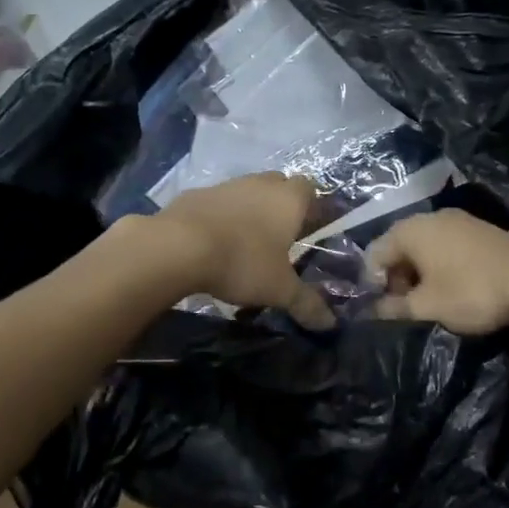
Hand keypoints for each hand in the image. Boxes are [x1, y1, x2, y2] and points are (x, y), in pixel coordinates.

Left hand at [151, 173, 335, 330]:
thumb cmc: (242, 262)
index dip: (312, 207)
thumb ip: (306, 304)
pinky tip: (213, 243)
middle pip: (278, 185)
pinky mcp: (195, 194)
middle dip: (281, 206)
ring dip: (249, 210)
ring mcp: (225, 186)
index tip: (310, 229)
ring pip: (246, 192)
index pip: (310, 188)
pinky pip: (216, 203)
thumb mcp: (279, 290)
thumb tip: (330, 324)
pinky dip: (220, 217)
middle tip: (280, 237)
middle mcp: (259, 183)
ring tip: (245, 243)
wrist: (178, 247)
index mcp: (288, 199)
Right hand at [365, 210, 508, 334]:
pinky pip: (447, 245)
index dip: (372, 283)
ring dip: (419, 273)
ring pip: (424, 246)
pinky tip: (452, 287)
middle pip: (399, 246)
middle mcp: (431, 217)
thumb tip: (370, 311)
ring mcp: (459, 220)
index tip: (380, 308)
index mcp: (410, 230)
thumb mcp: (426, 306)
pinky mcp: (480, 230)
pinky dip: (441, 265)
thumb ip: (393, 307)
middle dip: (396, 277)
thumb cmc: (470, 291)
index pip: (375, 253)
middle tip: (404, 307)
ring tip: (428, 300)